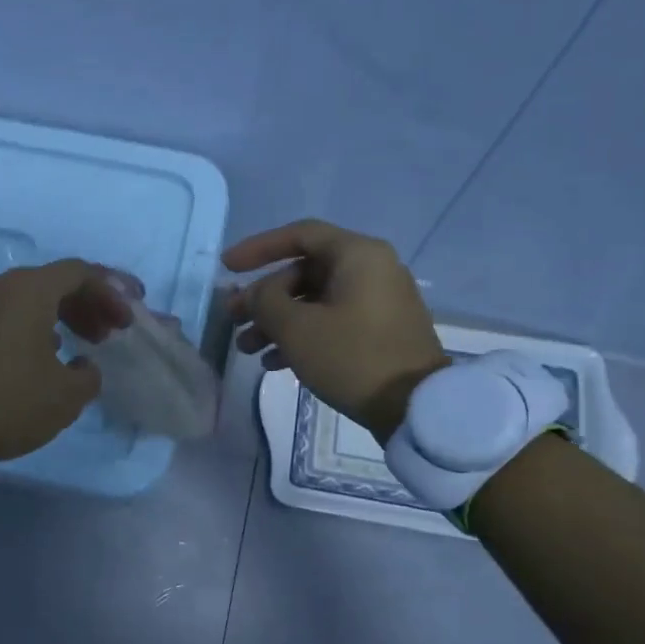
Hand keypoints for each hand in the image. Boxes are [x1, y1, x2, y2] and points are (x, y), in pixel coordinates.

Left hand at [0, 260, 136, 467]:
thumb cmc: (6, 403)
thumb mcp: (65, 396)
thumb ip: (88, 374)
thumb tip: (83, 364)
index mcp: (27, 290)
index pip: (79, 272)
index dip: (111, 292)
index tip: (128, 320)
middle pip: (50, 282)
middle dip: (85, 304)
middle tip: (106, 333)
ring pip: (22, 298)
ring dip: (55, 316)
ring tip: (75, 345)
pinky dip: (26, 326)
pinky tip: (35, 356)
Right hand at [224, 219, 445, 438]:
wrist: (416, 408)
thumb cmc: (352, 356)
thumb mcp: (296, 328)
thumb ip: (265, 301)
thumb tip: (257, 293)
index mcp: (358, 255)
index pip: (299, 235)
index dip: (258, 248)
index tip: (228, 268)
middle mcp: (372, 270)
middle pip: (304, 272)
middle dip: (264, 298)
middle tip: (234, 320)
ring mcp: (379, 302)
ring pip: (314, 301)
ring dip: (277, 322)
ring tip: (247, 349)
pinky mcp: (380, 332)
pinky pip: (331, 321)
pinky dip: (301, 335)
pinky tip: (274, 363)